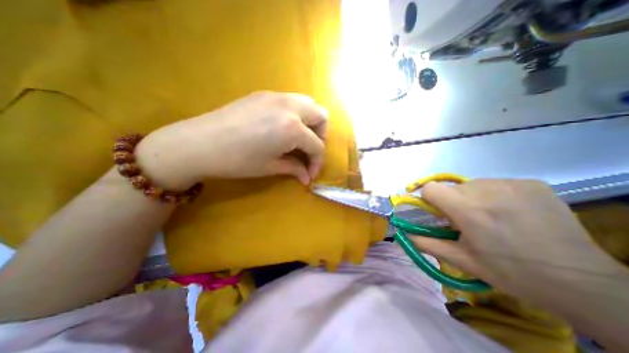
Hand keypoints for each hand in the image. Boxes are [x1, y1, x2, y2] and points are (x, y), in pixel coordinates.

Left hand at [132, 92, 328, 188]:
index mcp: (293, 128)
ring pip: (308, 103)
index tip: (311, 173)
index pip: (317, 145)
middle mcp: (290, 107)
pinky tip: (283, 128)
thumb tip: (307, 177)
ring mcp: (277, 96)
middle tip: (309, 150)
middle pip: (321, 116)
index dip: (317, 161)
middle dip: (321, 135)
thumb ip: (294, 168)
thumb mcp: (271, 167)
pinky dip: (296, 114)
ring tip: (300, 138)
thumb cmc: (238, 161)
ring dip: (310, 122)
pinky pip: (291, 101)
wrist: (199, 143)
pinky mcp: (265, 94)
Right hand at [414, 181, 622, 301]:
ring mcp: (511, 184)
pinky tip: (512, 212)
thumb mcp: (462, 260)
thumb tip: (403, 234)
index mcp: (468, 210)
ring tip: (492, 218)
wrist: (581, 283)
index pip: (430, 188)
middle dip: (453, 202)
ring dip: (473, 198)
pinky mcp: (531, 183)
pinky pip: (497, 183)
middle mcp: (486, 190)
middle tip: (469, 222)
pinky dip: (496, 195)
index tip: (439, 213)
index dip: (430, 200)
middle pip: (451, 188)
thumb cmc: (511, 273)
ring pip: (472, 185)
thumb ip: (427, 244)